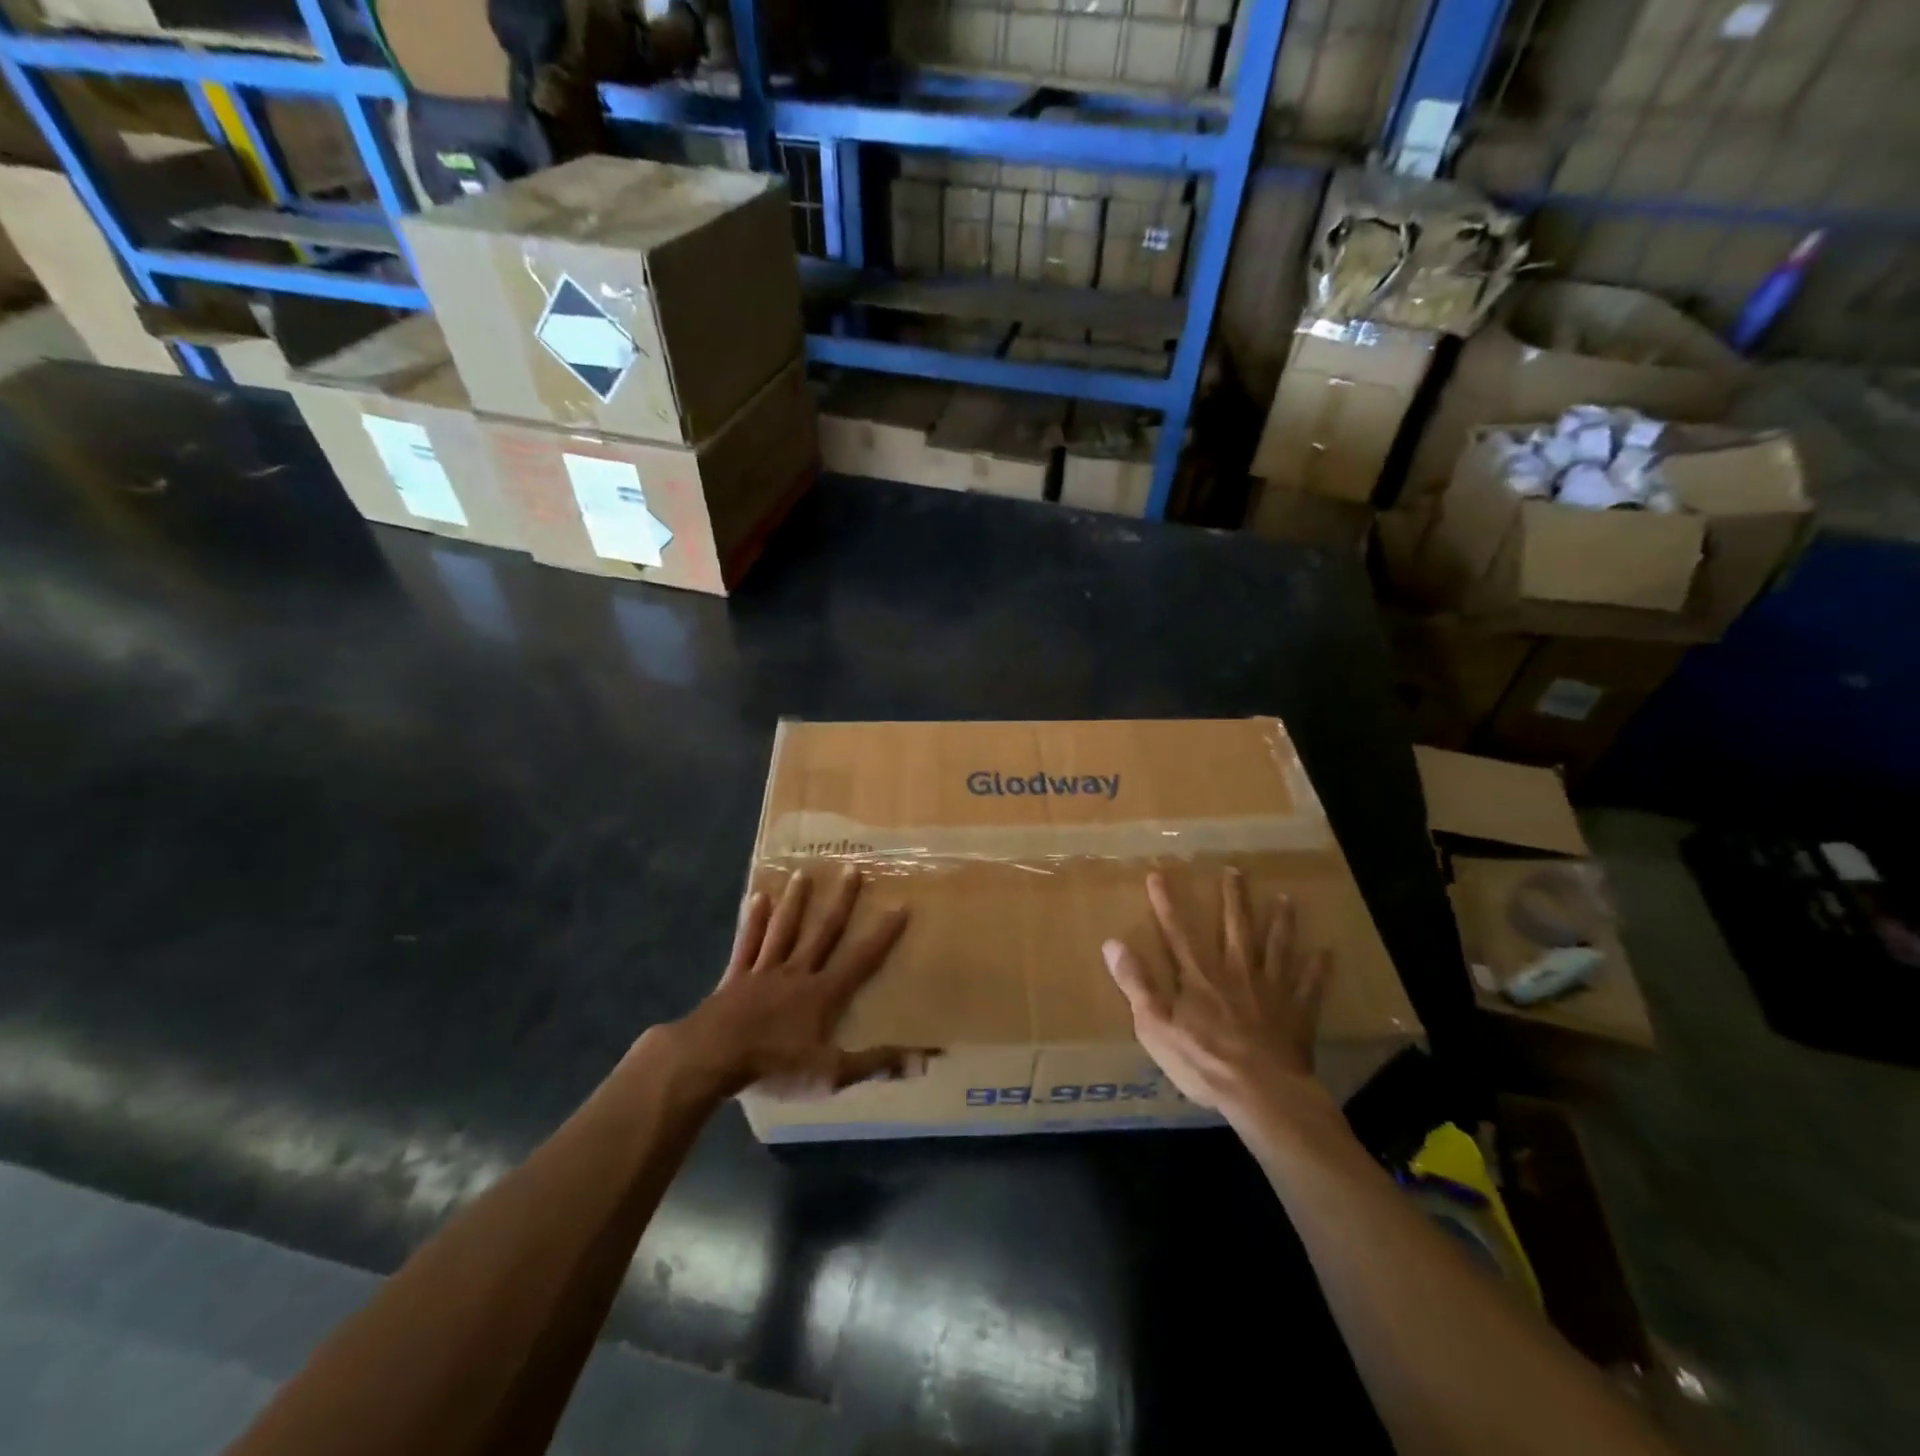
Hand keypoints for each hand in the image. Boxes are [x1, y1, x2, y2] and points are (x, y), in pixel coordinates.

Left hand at [659, 867, 924, 1099]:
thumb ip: (875, 1063)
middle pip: (823, 932)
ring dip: (796, 902)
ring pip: (785, 929)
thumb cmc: (774, 1065)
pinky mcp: (736, 977)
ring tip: (803, 873)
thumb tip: (925, 1061)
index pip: (861, 959)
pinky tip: (757, 898)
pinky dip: (754, 921)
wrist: (712, 1058)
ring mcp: (764, 971)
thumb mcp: (830, 1073)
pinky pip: (748, 943)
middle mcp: (797, 972)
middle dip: (840, 902)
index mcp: (823, 993)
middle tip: (851, 869)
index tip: (900, 906)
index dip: (883, 935)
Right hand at [1102, 868, 1331, 1119]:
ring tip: (1286, 898)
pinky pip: (1309, 986)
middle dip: (1233, 898)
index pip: (1177, 932)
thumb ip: (1136, 983)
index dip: (1166, 903)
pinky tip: (1326, 953)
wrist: (1261, 1092)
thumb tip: (1112, 943)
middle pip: (1235, 928)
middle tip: (1236, 870)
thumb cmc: (1202, 1061)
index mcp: (1199, 976)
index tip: (1158, 874)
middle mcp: (1236, 972)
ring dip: (1280, 922)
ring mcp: (1270, 990)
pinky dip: (1317, 969)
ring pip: (1276, 947)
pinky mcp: (1296, 1013)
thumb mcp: (1154, 1025)